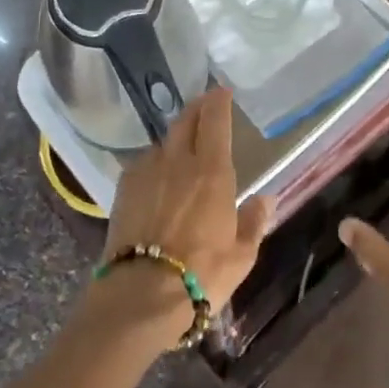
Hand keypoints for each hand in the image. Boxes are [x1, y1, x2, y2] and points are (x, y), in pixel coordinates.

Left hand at [94, 87, 272, 348]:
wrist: (139, 295)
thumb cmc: (201, 275)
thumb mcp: (241, 256)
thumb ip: (254, 222)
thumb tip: (265, 200)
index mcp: (212, 171)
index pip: (214, 120)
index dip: (218, 101)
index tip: (222, 92)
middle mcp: (177, 161)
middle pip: (185, 120)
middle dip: (196, 108)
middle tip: (204, 106)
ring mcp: (146, 172)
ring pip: (162, 142)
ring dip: (174, 138)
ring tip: (181, 147)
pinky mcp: (123, 189)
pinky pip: (143, 163)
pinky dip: (154, 162)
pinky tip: (157, 177)